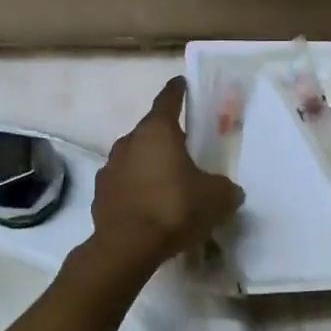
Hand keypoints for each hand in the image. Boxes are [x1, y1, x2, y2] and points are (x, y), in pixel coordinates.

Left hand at [91, 77, 243, 268]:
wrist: (128, 247)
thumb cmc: (175, 208)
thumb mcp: (217, 197)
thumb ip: (225, 188)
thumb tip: (229, 190)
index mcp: (157, 132)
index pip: (168, 100)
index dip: (177, 90)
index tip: (182, 83)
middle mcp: (129, 142)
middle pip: (151, 132)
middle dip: (167, 137)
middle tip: (186, 148)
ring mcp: (110, 168)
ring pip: (135, 158)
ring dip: (150, 165)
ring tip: (169, 182)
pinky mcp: (101, 195)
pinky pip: (125, 184)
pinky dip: (137, 189)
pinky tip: (151, 206)